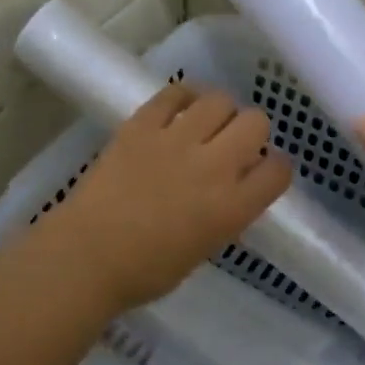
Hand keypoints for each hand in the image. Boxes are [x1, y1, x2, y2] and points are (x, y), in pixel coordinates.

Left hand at [36, 82, 293, 314]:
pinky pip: (174, 93)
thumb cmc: (145, 270)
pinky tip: (179, 110)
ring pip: (220, 100)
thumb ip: (226, 215)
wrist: (86, 256)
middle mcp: (213, 166)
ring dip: (219, 112)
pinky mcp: (142, 124)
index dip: (274, 167)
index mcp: (232, 207)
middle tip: (232, 144)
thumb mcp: (204, 248)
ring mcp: (176, 140)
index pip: (278, 170)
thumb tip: (230, 192)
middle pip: (256, 122)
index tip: (261, 171)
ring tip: (205, 124)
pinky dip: (183, 97)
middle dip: (251, 132)